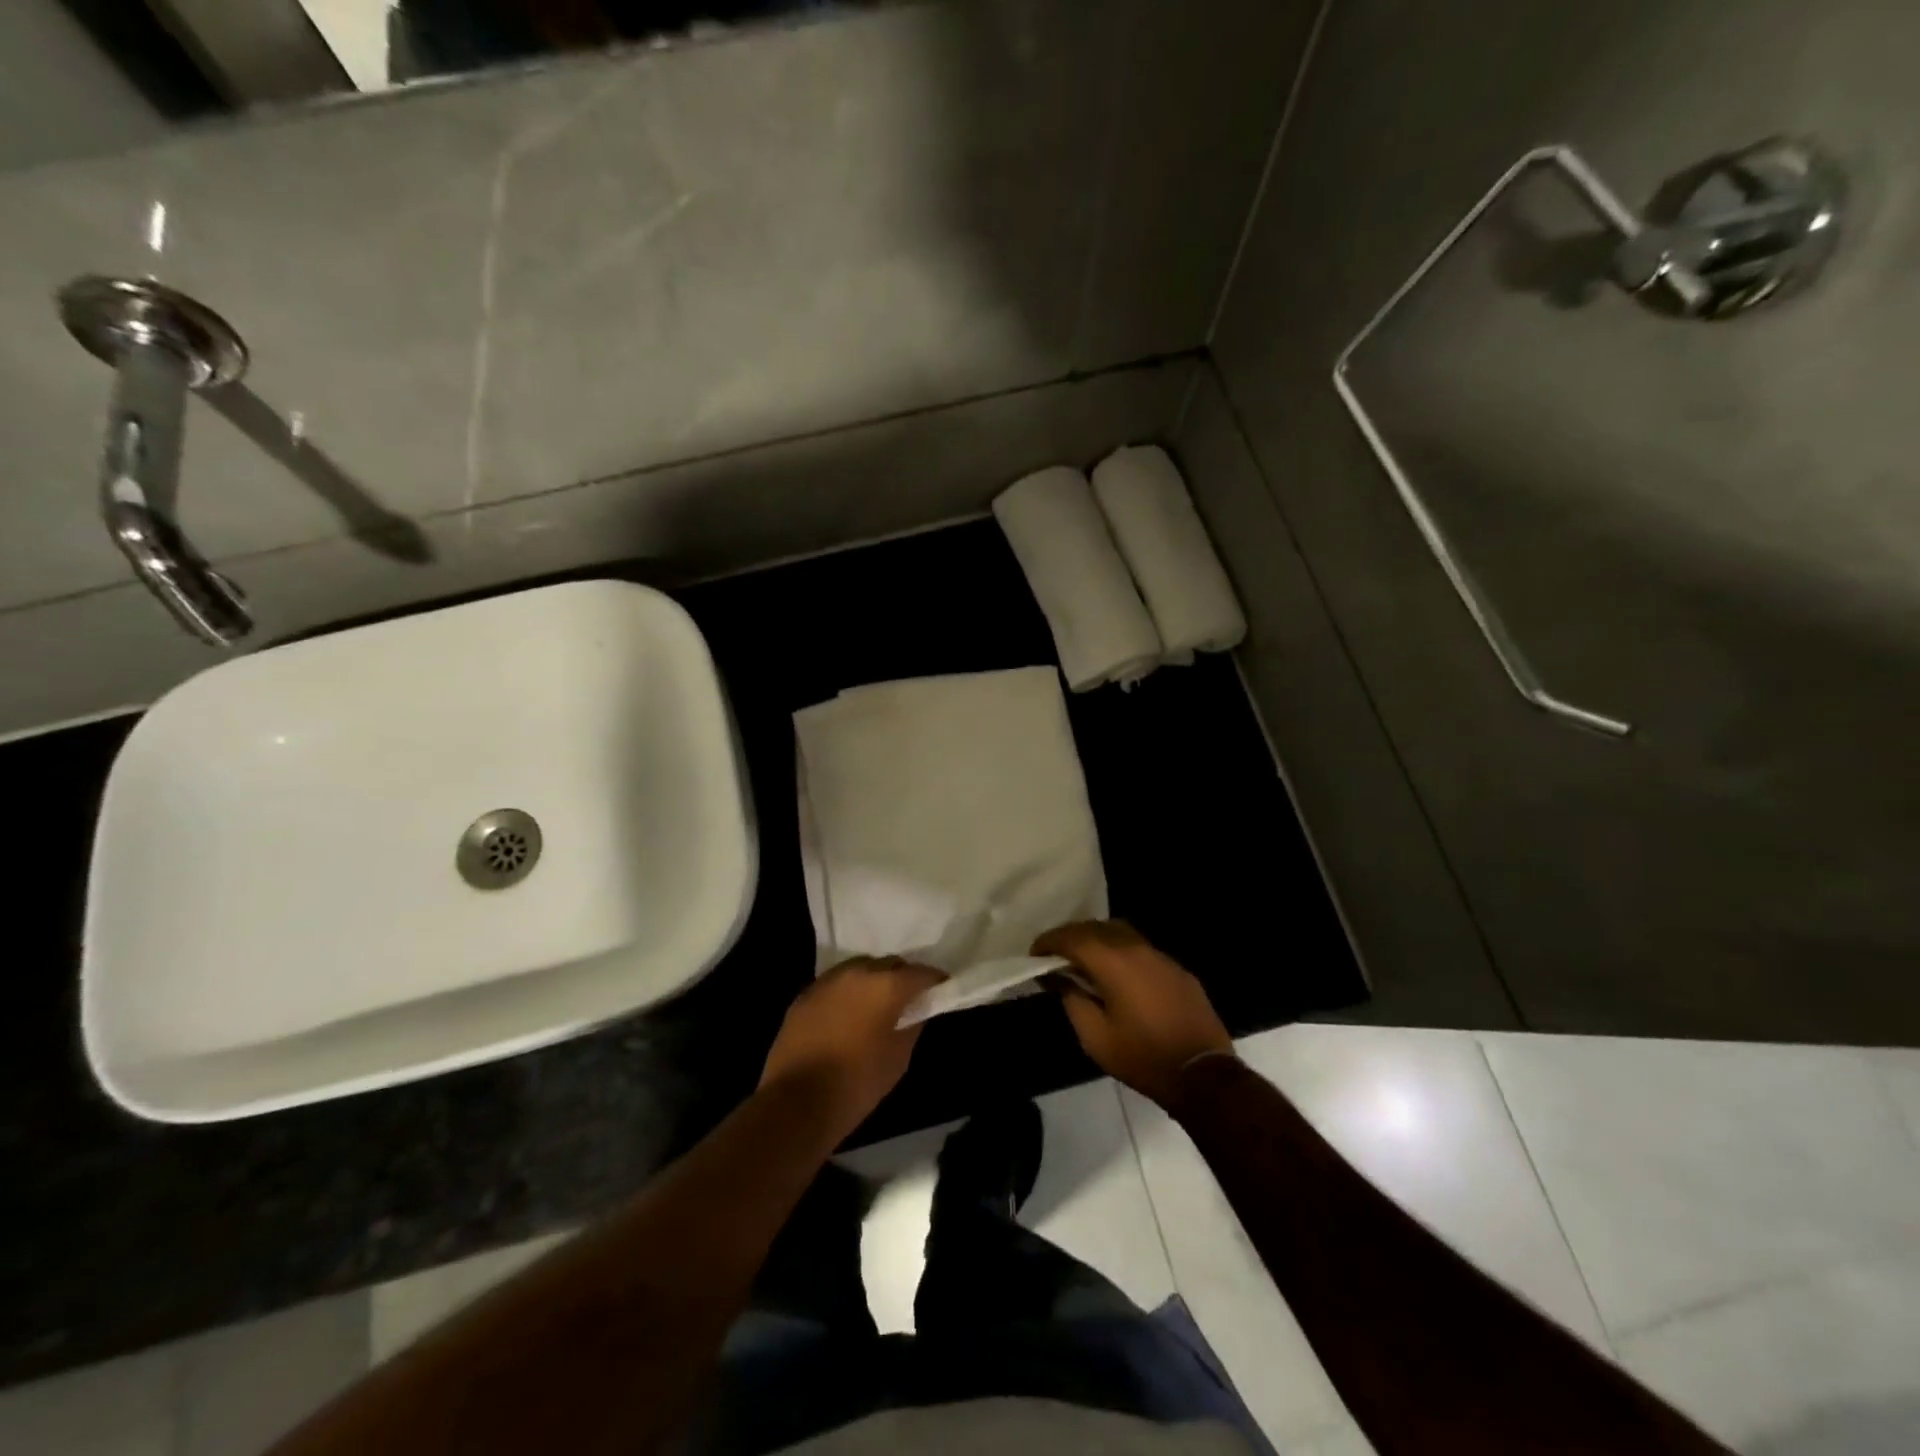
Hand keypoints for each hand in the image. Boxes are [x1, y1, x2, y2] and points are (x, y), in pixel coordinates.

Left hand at [759, 957, 945, 1144]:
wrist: (796, 1101)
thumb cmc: (857, 1082)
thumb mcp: (898, 1058)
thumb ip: (911, 1026)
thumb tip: (915, 1012)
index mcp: (885, 985)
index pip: (920, 972)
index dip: (934, 980)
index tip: (942, 988)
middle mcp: (857, 972)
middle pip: (888, 964)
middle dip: (901, 977)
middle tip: (909, 998)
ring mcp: (827, 981)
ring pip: (859, 970)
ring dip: (872, 982)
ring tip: (877, 1004)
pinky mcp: (804, 995)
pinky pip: (835, 985)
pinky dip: (847, 994)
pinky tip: (848, 1015)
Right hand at [1034, 921, 1232, 1107]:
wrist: (1202, 1074)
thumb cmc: (1142, 1057)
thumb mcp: (1095, 1036)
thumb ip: (1071, 999)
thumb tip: (1057, 977)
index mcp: (1113, 961)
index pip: (1072, 938)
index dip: (1049, 942)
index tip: (1033, 954)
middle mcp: (1136, 948)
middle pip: (1095, 927)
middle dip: (1070, 936)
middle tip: (1053, 954)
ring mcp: (1160, 955)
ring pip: (1119, 932)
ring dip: (1095, 938)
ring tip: (1081, 958)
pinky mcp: (1176, 968)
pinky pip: (1139, 947)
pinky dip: (1119, 949)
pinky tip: (1115, 971)